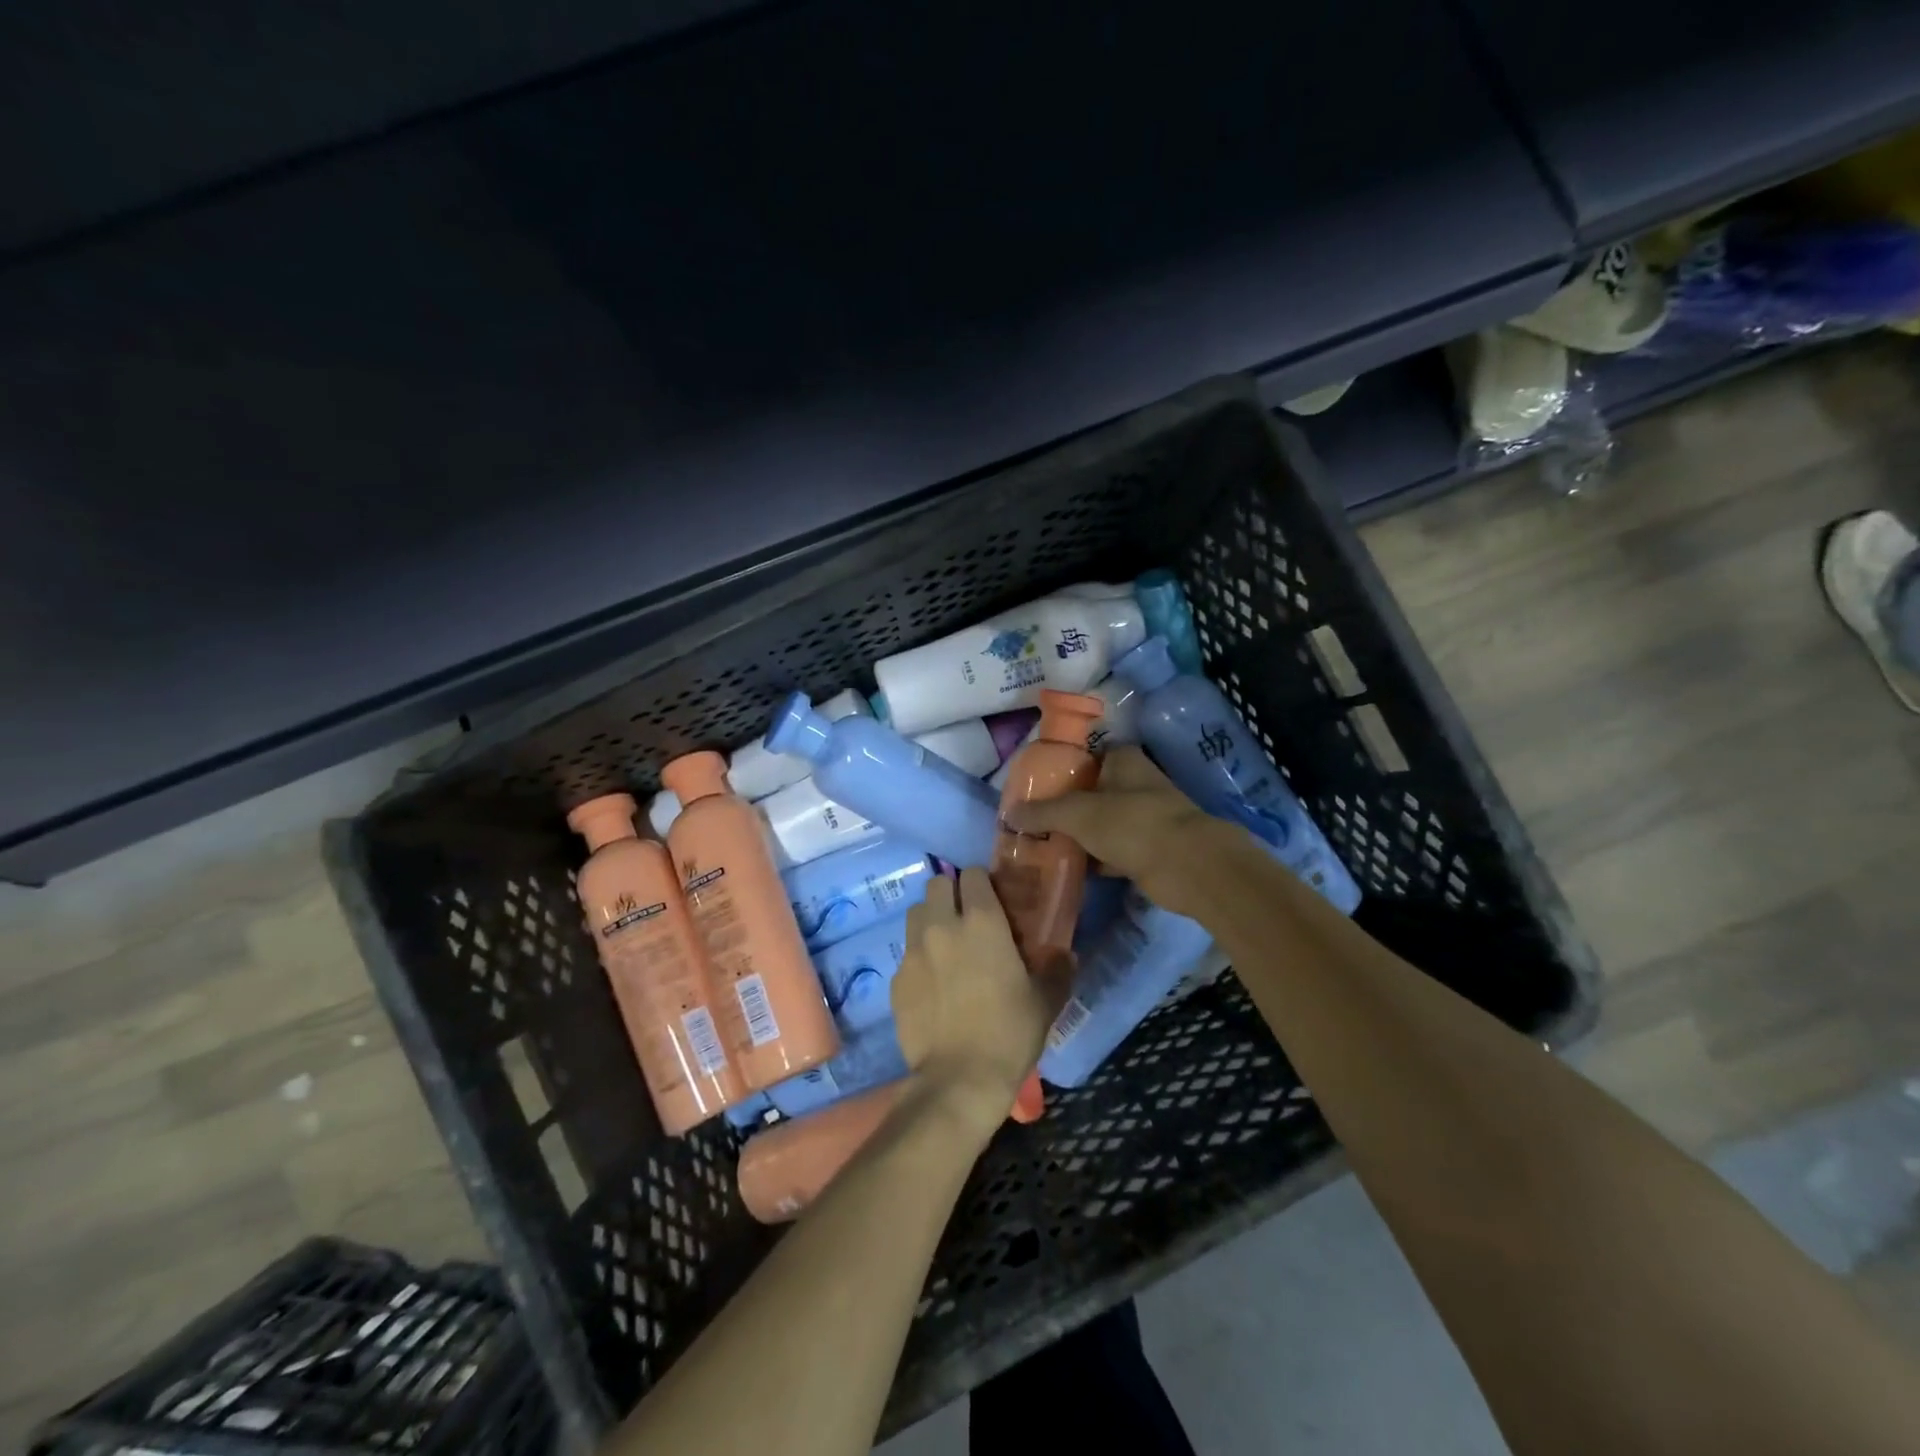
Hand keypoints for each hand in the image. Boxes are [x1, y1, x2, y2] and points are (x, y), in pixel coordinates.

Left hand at [891, 867, 1070, 1134]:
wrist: (959, 1079)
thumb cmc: (1009, 1033)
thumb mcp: (1045, 1001)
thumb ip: (1056, 969)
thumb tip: (1065, 955)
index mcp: (981, 921)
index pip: (973, 874)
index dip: (982, 883)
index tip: (993, 901)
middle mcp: (942, 925)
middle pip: (937, 884)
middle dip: (952, 893)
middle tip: (967, 918)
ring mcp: (914, 951)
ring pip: (917, 913)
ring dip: (931, 919)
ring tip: (946, 944)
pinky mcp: (896, 979)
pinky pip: (907, 953)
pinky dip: (919, 957)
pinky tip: (933, 984)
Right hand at [1001, 747, 1245, 918]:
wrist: (1187, 866)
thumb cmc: (1131, 823)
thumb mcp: (1078, 813)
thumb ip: (1043, 812)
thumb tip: (1009, 814)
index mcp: (1124, 760)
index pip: (1087, 755)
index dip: (1062, 768)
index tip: (1036, 786)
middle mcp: (1136, 783)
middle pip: (1093, 790)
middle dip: (1066, 806)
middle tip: (1033, 820)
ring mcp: (1146, 817)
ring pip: (1103, 823)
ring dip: (1080, 835)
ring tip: (1044, 845)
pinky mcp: (1151, 849)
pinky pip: (1113, 851)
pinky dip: (1095, 859)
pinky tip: (1070, 868)